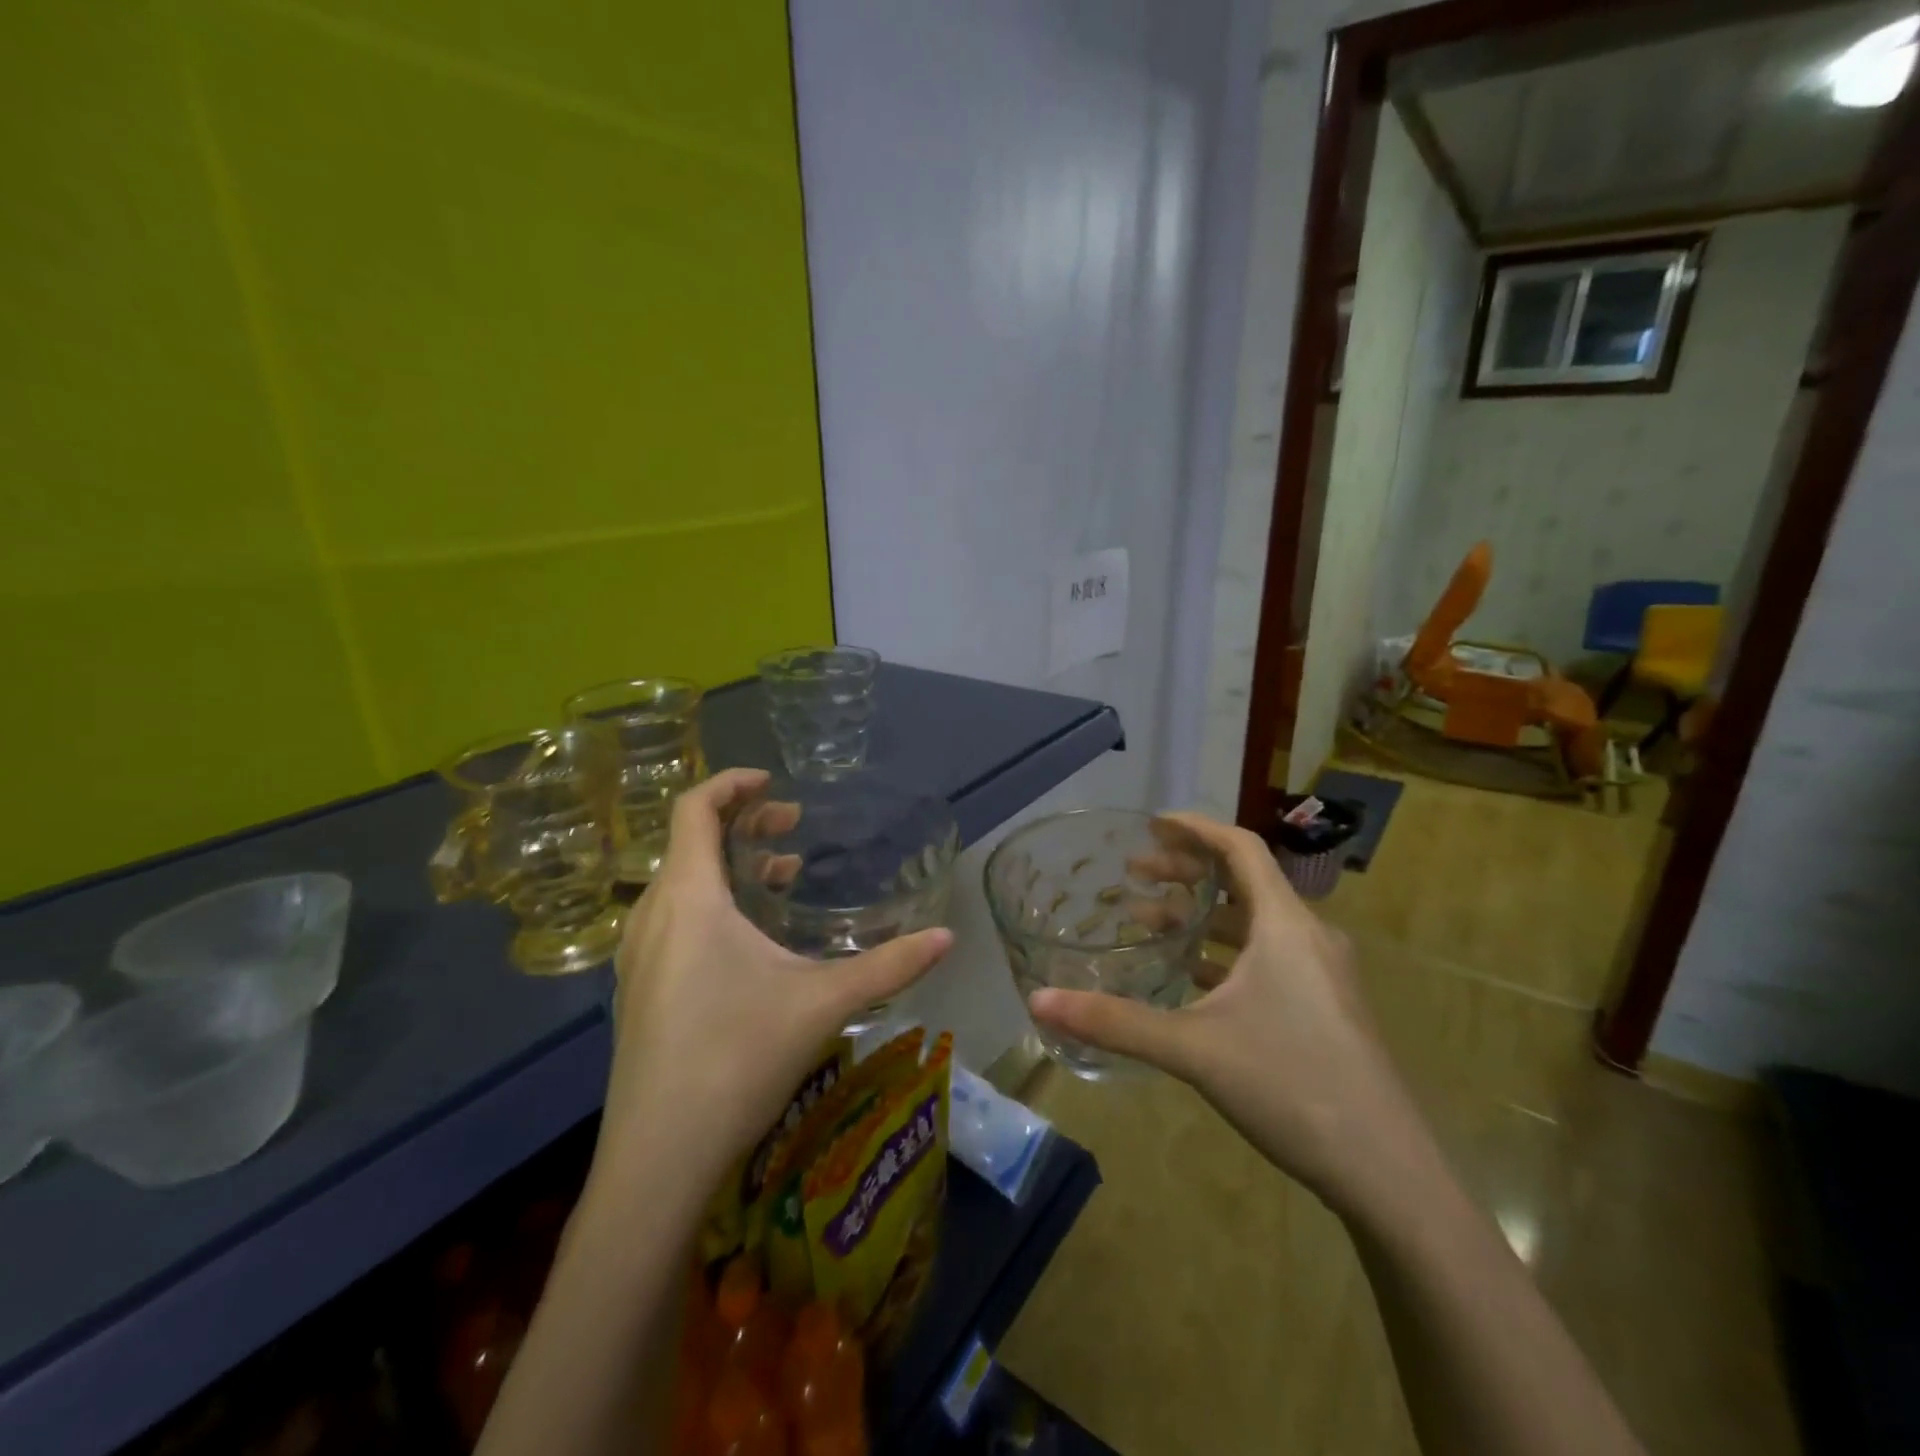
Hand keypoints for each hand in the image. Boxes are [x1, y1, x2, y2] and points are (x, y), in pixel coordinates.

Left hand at [595, 769, 952, 1193]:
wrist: (657, 1159)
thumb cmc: (737, 1059)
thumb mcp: (822, 1003)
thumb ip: (889, 965)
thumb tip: (948, 937)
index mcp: (689, 899)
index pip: (695, 810)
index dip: (730, 783)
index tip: (772, 781)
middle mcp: (652, 916)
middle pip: (690, 843)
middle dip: (742, 824)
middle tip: (791, 827)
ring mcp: (637, 956)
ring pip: (680, 884)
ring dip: (728, 866)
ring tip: (779, 877)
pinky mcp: (637, 990)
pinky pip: (671, 918)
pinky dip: (710, 902)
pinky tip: (748, 940)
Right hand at [1027, 812, 1428, 1217]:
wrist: (1388, 1172)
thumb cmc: (1291, 1086)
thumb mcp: (1193, 1049)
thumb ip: (1115, 1022)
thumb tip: (1039, 1000)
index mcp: (1286, 925)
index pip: (1240, 848)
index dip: (1195, 828)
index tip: (1151, 824)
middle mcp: (1310, 937)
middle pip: (1244, 882)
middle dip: (1188, 872)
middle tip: (1136, 874)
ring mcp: (1323, 974)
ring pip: (1256, 923)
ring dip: (1204, 916)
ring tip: (1151, 924)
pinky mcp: (1326, 1008)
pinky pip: (1269, 958)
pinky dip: (1226, 954)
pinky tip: (1193, 979)